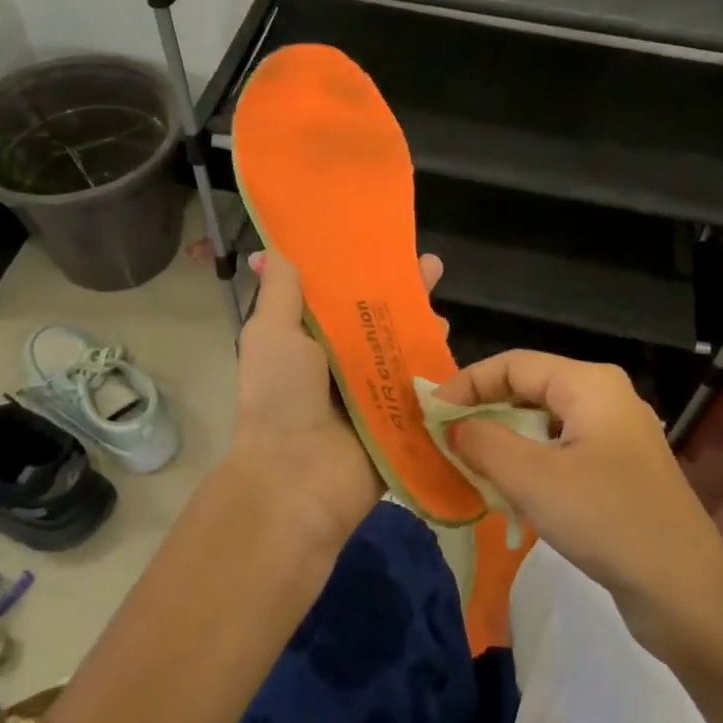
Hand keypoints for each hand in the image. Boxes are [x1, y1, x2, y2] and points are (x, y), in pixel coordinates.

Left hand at [222, 249, 443, 548]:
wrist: (297, 479)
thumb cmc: (279, 396)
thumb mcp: (271, 333)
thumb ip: (280, 291)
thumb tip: (275, 249)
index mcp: (311, 341)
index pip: (342, 296)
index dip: (363, 269)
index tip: (385, 243)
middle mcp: (343, 363)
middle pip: (381, 319)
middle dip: (406, 294)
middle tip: (432, 267)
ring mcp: (375, 392)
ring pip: (406, 350)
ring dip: (426, 327)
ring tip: (443, 309)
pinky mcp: (401, 419)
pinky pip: (424, 386)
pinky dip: (439, 367)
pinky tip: (452, 345)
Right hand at [434, 352, 722, 657]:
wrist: (686, 592)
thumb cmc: (607, 520)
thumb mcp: (533, 478)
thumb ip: (484, 443)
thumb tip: (454, 427)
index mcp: (590, 384)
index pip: (514, 364)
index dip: (467, 383)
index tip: (430, 414)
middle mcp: (605, 399)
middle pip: (529, 390)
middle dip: (484, 412)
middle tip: (444, 441)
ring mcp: (616, 437)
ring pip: (543, 425)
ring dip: (504, 442)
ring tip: (469, 468)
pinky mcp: (619, 472)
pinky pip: (562, 453)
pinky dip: (530, 465)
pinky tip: (510, 494)